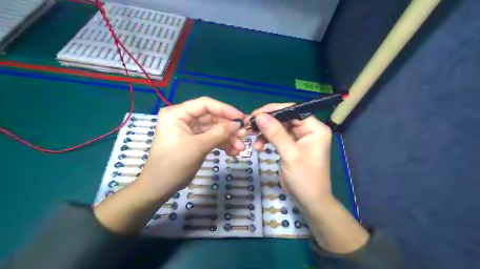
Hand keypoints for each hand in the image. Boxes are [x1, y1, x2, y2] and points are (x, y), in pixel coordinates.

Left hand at [138, 98, 244, 197]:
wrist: (160, 187)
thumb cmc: (174, 164)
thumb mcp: (198, 147)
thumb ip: (219, 133)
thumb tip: (238, 124)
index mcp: (177, 113)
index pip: (205, 105)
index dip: (225, 110)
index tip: (241, 118)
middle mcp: (183, 118)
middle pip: (211, 117)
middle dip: (228, 127)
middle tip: (245, 135)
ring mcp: (189, 130)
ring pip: (213, 129)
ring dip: (227, 137)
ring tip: (240, 147)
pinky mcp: (194, 140)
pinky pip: (211, 138)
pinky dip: (222, 144)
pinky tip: (233, 152)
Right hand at [248, 104, 368, 252]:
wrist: (309, 201)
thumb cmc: (305, 178)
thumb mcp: (290, 154)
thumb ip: (276, 134)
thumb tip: (260, 116)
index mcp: (314, 128)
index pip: (292, 110)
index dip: (273, 110)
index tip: (255, 114)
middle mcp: (308, 130)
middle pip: (284, 118)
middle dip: (266, 122)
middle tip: (250, 126)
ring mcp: (299, 138)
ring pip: (278, 128)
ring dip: (265, 133)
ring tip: (253, 140)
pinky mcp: (291, 146)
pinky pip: (277, 137)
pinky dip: (267, 140)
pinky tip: (259, 147)